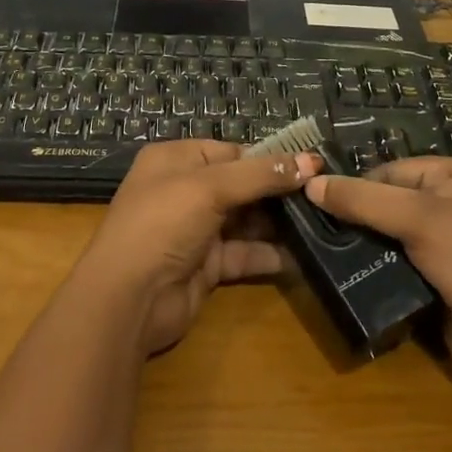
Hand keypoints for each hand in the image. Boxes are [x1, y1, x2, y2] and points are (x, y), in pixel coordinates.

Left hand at [78, 140, 322, 355]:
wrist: (129, 299)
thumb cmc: (163, 224)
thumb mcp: (210, 187)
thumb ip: (261, 174)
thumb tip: (312, 160)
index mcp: (176, 160)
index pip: (231, 152)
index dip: (269, 158)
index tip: (311, 166)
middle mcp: (184, 191)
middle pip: (241, 186)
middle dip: (278, 192)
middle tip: (322, 196)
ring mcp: (195, 231)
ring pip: (245, 221)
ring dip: (278, 224)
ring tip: (320, 223)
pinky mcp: (206, 267)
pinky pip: (243, 254)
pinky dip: (269, 255)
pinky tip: (301, 256)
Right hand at [306, 158, 451, 384]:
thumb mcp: (417, 219)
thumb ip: (363, 200)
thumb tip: (310, 184)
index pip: (390, 170)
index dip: (356, 186)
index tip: (319, 205)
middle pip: (388, 200)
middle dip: (357, 217)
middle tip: (317, 232)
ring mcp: (447, 241)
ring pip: (389, 234)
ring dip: (364, 245)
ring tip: (324, 253)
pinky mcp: (438, 276)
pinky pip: (398, 261)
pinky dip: (376, 267)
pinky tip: (349, 274)